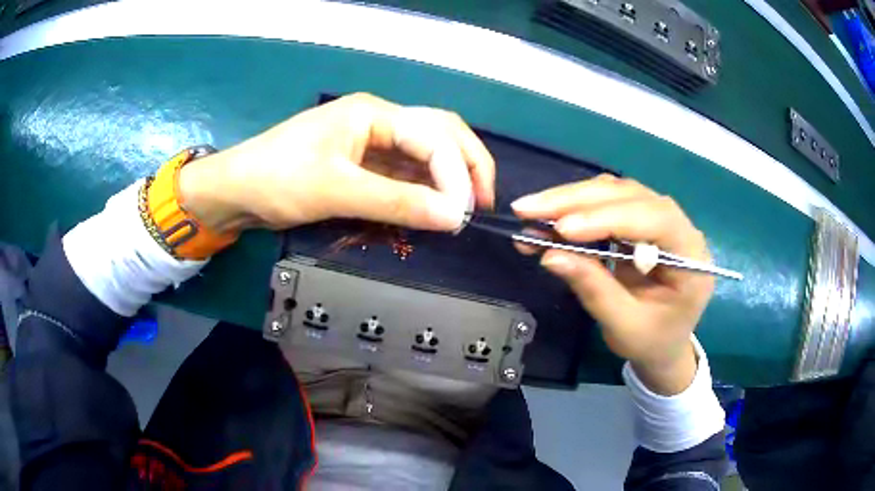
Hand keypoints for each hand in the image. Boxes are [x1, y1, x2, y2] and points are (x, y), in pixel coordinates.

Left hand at [179, 93, 494, 233]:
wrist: (236, 192)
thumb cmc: (277, 180)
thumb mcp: (337, 190)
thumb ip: (398, 202)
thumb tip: (455, 218)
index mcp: (374, 113)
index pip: (434, 137)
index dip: (457, 174)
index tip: (464, 214)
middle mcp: (379, 121)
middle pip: (441, 133)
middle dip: (467, 166)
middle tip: (482, 203)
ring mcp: (371, 143)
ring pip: (425, 155)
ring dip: (447, 180)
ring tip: (462, 210)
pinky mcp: (363, 165)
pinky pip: (404, 174)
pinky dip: (422, 191)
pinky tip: (432, 210)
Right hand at [512, 175, 713, 394]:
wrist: (663, 345)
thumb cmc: (652, 342)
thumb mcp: (625, 326)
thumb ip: (594, 289)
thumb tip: (550, 255)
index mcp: (691, 255)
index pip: (654, 219)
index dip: (609, 218)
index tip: (563, 229)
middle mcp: (679, 226)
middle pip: (630, 195)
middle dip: (578, 201)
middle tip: (529, 209)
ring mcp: (658, 219)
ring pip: (615, 192)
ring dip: (570, 199)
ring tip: (531, 211)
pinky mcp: (639, 221)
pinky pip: (606, 202)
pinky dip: (574, 207)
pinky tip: (549, 217)